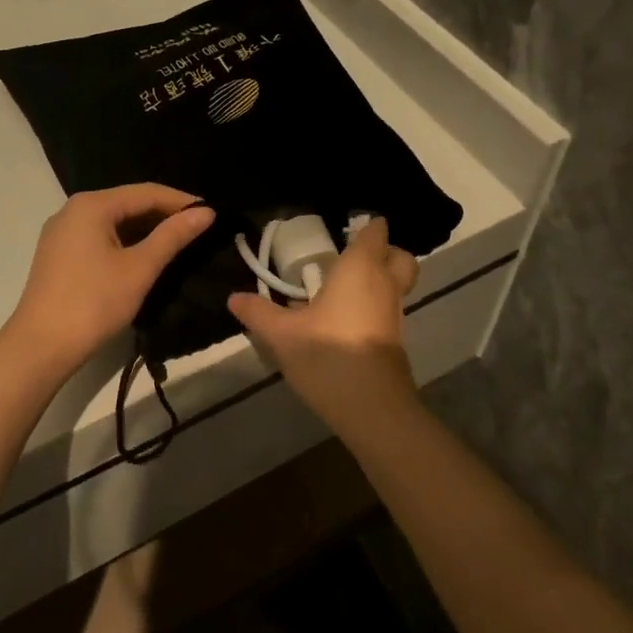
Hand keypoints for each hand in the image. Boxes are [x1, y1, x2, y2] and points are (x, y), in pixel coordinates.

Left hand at [1, 184, 214, 379]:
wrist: (40, 346)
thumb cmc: (93, 303)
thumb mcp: (139, 268)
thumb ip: (172, 236)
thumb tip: (206, 212)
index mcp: (92, 205)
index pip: (146, 192)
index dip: (181, 202)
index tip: (212, 215)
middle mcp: (73, 210)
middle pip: (128, 203)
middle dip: (164, 215)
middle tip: (199, 231)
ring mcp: (62, 232)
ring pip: (114, 222)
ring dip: (146, 230)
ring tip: (179, 244)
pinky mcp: (59, 254)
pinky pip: (100, 237)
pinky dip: (125, 243)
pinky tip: (145, 258)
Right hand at [227, 218, 419, 426]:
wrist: (372, 407)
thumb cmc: (329, 356)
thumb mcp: (282, 335)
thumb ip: (258, 312)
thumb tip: (233, 297)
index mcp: (361, 268)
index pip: (375, 232)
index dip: (366, 225)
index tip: (344, 227)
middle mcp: (385, 284)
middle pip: (398, 256)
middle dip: (384, 251)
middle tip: (351, 257)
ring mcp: (395, 314)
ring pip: (397, 284)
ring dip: (379, 280)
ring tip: (341, 289)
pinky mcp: (395, 340)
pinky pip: (389, 309)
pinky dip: (375, 305)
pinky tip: (344, 320)